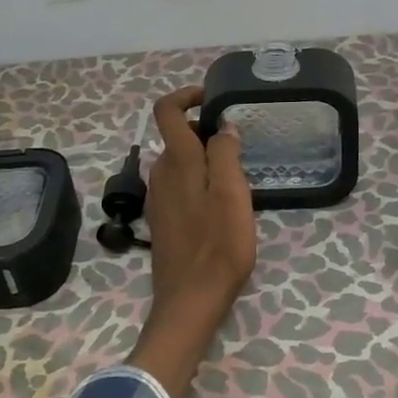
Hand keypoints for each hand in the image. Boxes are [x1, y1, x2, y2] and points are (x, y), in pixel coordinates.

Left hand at [127, 86, 257, 397]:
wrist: (190, 300)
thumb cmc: (218, 246)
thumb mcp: (232, 194)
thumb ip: (225, 154)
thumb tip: (222, 127)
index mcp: (177, 161)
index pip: (167, 111)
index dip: (186, 96)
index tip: (213, 99)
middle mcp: (161, 173)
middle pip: (177, 137)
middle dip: (205, 132)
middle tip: (239, 147)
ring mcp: (158, 198)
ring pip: (180, 162)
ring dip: (204, 159)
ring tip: (236, 177)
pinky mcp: (162, 219)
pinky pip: (179, 185)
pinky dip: (198, 181)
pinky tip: (220, 204)